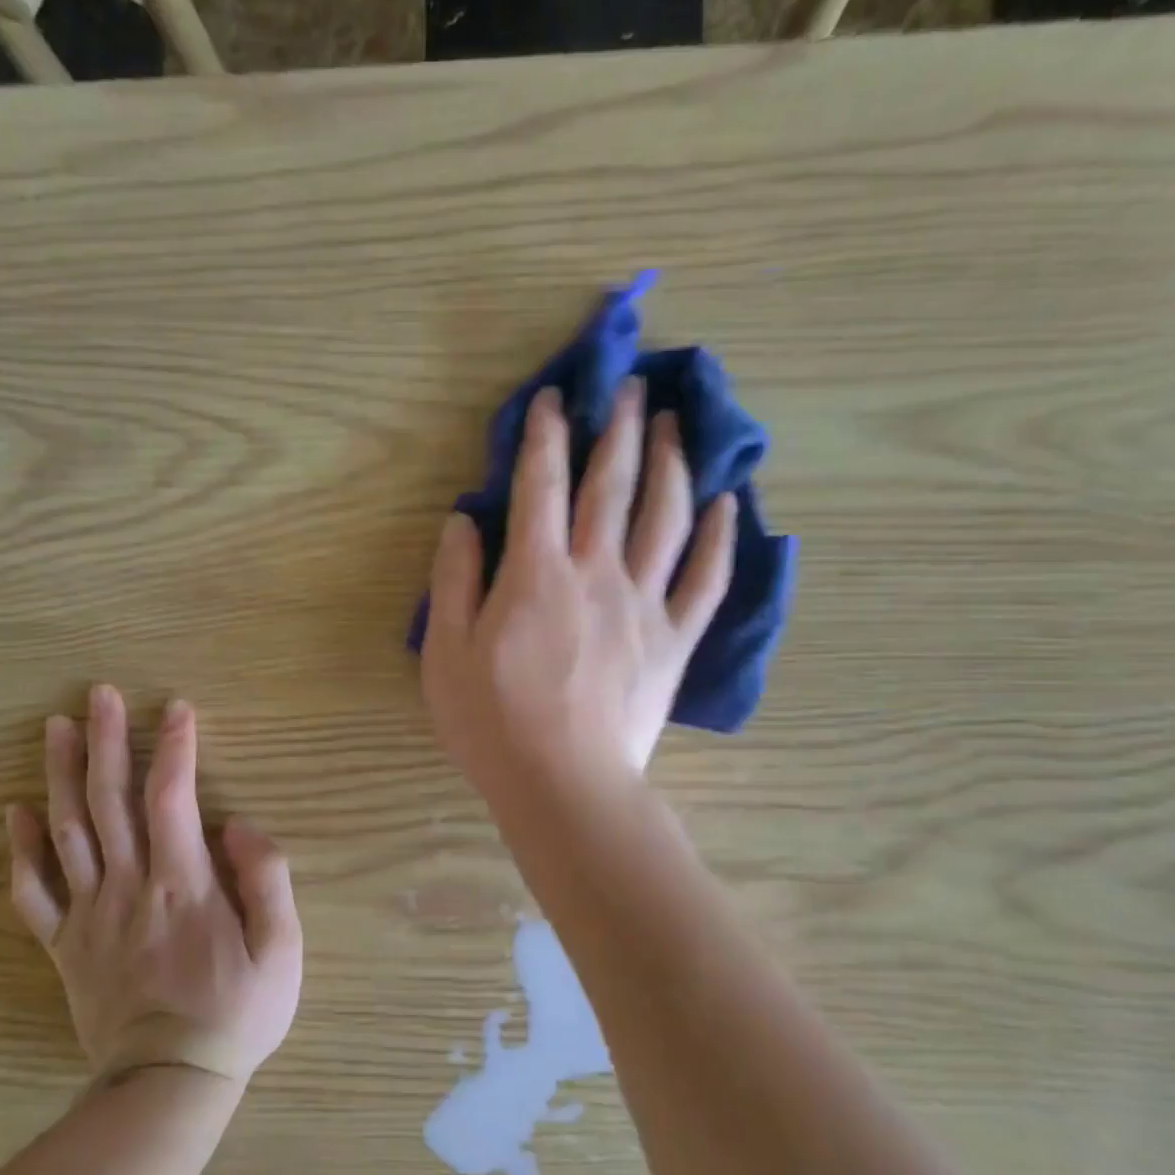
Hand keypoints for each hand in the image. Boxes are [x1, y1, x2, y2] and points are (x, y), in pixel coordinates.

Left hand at [5, 688, 302, 1088]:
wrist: (168, 1084)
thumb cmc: (237, 1012)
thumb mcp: (283, 949)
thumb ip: (265, 879)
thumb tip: (235, 826)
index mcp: (182, 884)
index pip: (172, 796)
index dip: (174, 747)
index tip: (177, 707)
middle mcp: (128, 886)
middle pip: (109, 801)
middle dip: (105, 741)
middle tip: (98, 694)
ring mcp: (89, 915)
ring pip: (66, 832)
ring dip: (59, 775)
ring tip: (55, 728)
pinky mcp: (65, 945)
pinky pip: (33, 893)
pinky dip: (20, 850)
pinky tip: (16, 812)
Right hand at [422, 381, 735, 803]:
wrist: (563, 786)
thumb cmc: (492, 723)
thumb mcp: (445, 653)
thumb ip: (453, 581)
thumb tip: (463, 521)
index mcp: (536, 574)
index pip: (541, 485)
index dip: (545, 435)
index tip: (554, 398)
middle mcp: (596, 573)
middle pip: (612, 486)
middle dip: (620, 429)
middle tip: (632, 388)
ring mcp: (644, 604)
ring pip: (666, 518)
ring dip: (673, 464)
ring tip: (678, 426)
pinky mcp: (675, 640)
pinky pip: (707, 579)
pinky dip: (720, 537)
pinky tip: (728, 503)